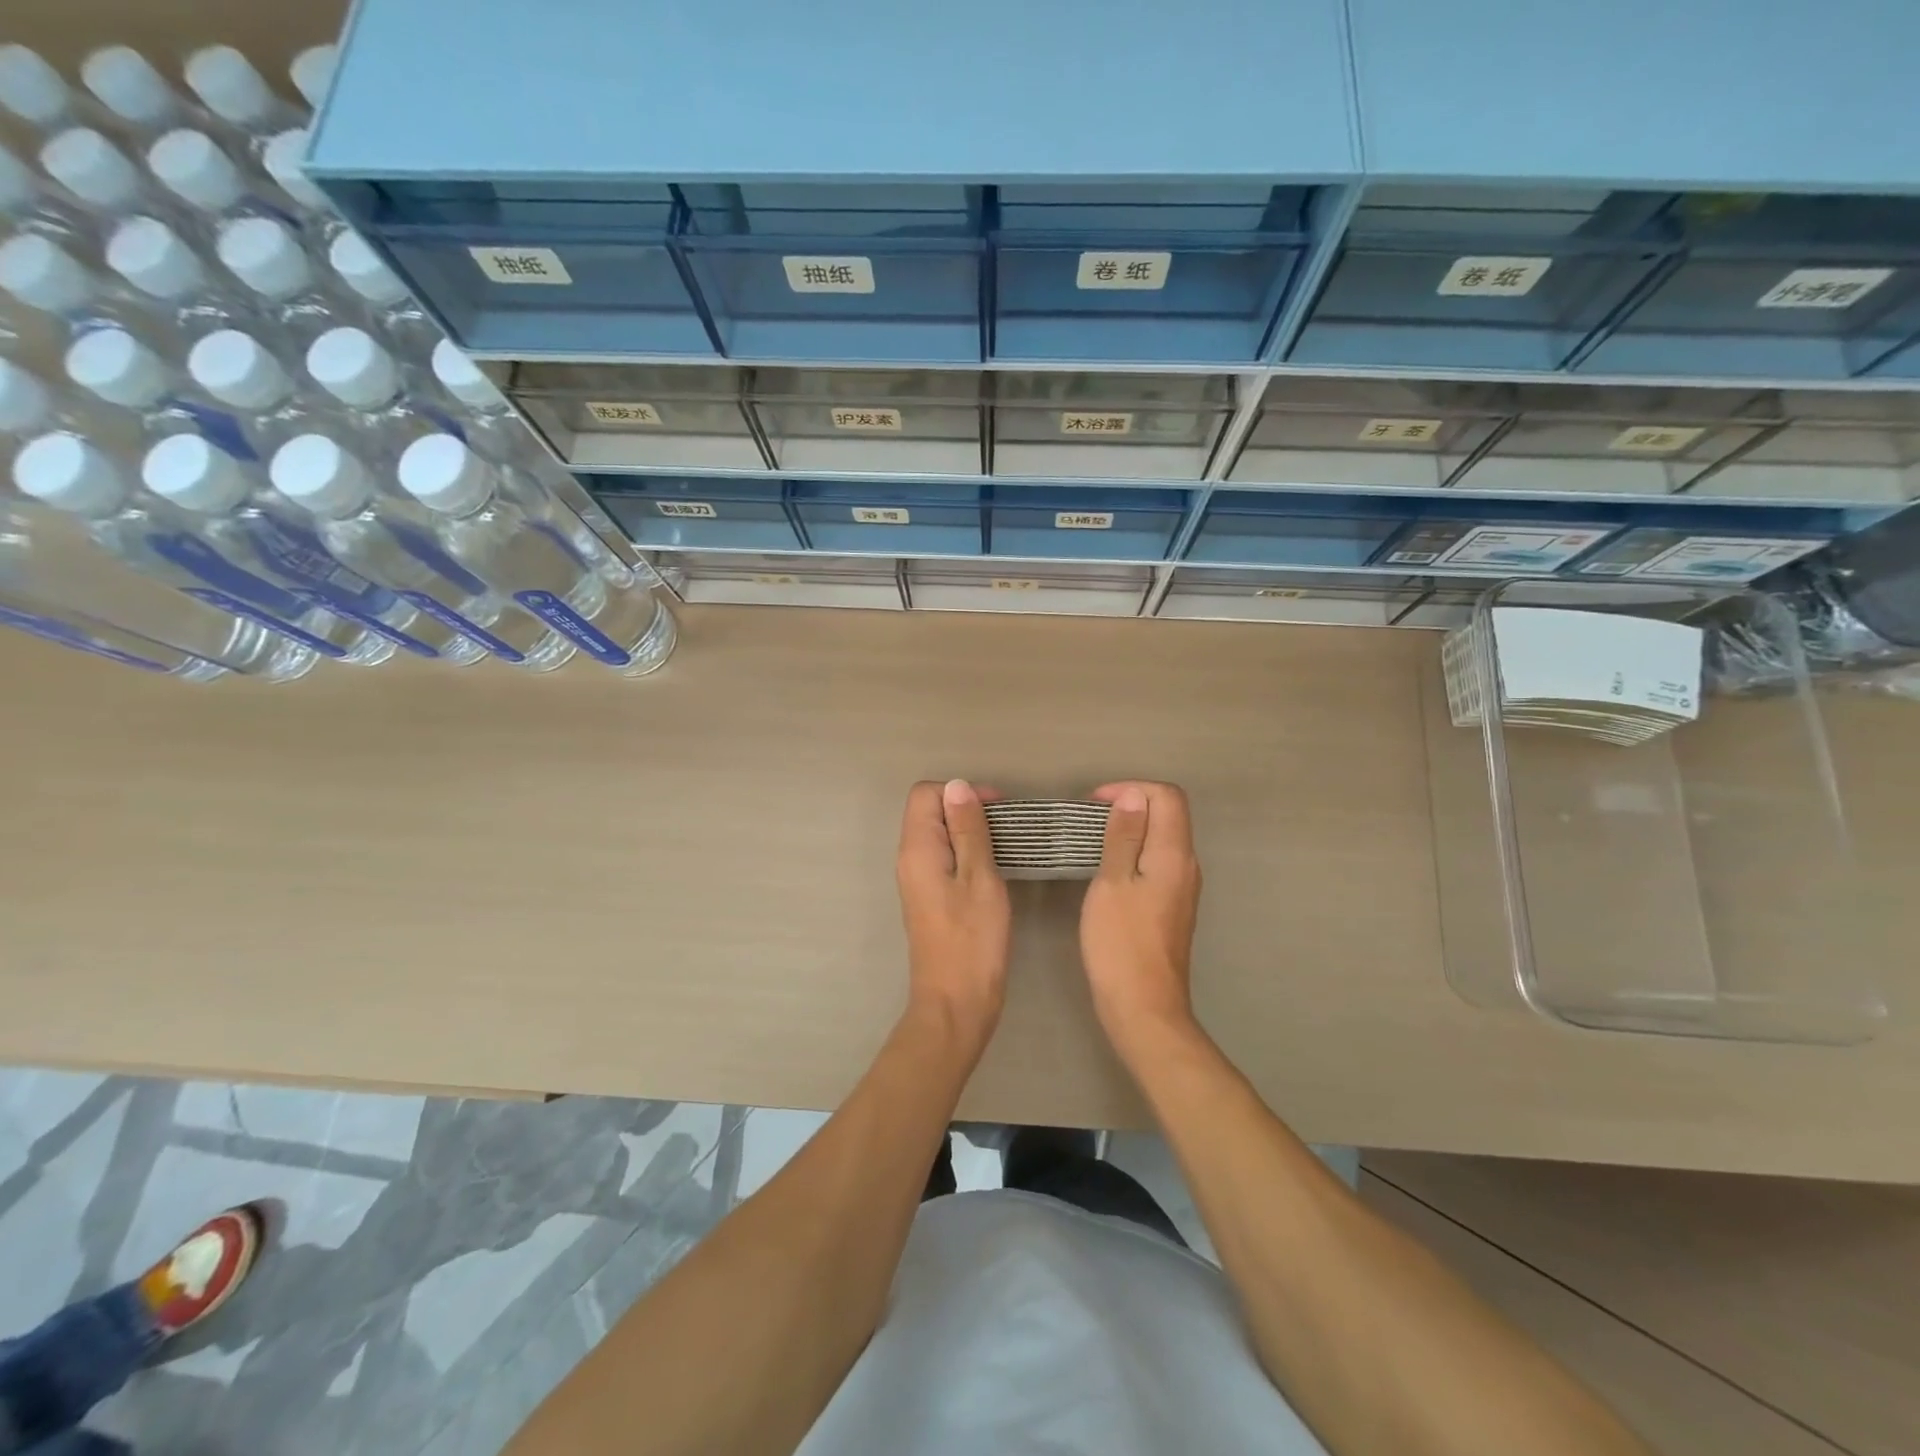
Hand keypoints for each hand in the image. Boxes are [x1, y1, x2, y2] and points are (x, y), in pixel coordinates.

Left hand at [896, 780, 1010, 1044]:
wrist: (956, 1003)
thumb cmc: (973, 941)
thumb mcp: (980, 878)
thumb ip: (969, 830)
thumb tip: (957, 786)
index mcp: (918, 850)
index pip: (925, 794)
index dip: (960, 792)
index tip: (996, 808)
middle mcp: (910, 859)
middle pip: (929, 811)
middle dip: (967, 808)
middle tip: (1006, 826)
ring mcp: (918, 880)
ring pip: (939, 834)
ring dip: (969, 831)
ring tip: (1005, 844)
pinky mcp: (930, 897)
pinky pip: (944, 857)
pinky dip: (967, 852)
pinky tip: (993, 866)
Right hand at [1079, 782, 1202, 1052]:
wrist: (1143, 1007)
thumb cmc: (1121, 943)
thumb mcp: (1112, 883)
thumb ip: (1124, 837)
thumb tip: (1134, 797)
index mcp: (1174, 855)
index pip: (1168, 797)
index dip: (1132, 789)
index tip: (1095, 803)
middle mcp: (1187, 866)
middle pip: (1169, 815)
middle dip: (1131, 805)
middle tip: (1091, 819)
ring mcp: (1183, 888)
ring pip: (1163, 839)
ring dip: (1132, 830)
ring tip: (1094, 840)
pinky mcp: (1173, 907)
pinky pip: (1158, 862)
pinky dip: (1135, 853)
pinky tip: (1108, 870)